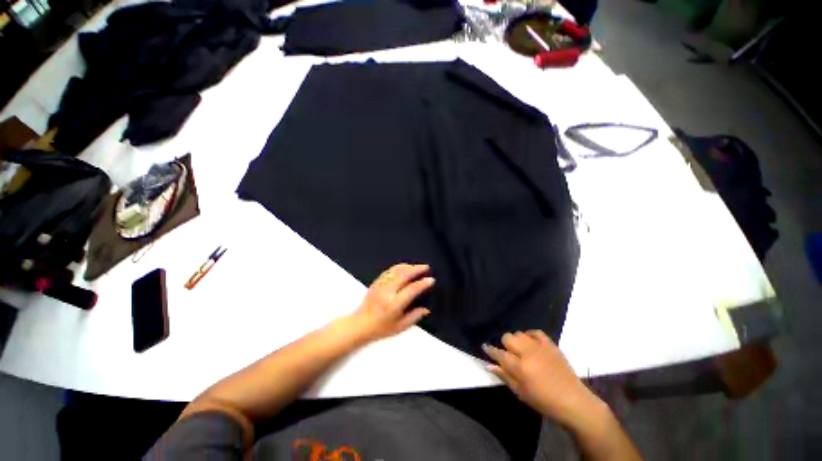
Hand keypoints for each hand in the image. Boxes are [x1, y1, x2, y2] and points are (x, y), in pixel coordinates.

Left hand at [347, 263, 433, 343]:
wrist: (359, 324)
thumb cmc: (381, 328)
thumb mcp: (400, 327)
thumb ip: (414, 317)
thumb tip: (427, 309)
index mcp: (394, 304)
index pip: (411, 290)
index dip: (422, 283)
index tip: (431, 280)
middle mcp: (387, 292)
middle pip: (403, 275)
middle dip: (416, 269)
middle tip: (426, 267)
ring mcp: (380, 285)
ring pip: (396, 270)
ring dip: (408, 267)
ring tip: (417, 267)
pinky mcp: (376, 282)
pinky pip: (389, 271)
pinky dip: (399, 267)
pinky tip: (405, 267)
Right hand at [483, 331, 604, 428]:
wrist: (574, 402)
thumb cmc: (544, 402)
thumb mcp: (521, 393)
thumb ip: (504, 376)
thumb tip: (489, 365)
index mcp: (520, 368)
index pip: (499, 353)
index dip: (490, 350)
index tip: (485, 347)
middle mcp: (528, 353)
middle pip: (508, 338)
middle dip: (505, 344)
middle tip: (508, 354)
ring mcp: (540, 347)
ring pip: (519, 333)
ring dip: (517, 340)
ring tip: (520, 350)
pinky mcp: (551, 345)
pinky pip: (536, 332)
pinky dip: (530, 335)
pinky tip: (530, 342)